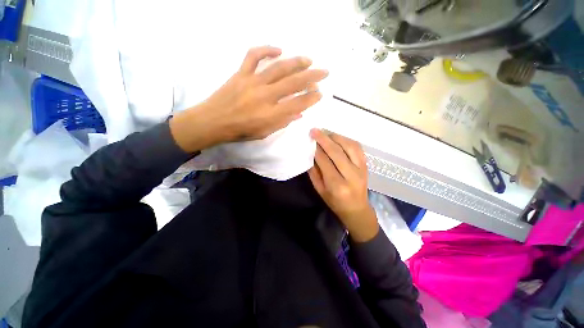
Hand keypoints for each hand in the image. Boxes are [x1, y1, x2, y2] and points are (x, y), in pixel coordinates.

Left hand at [170, 46, 328, 152]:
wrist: (213, 121)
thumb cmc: (240, 131)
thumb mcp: (264, 133)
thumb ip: (282, 122)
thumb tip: (298, 113)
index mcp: (271, 114)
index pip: (297, 103)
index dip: (311, 98)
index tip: (320, 93)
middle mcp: (265, 96)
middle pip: (293, 83)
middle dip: (312, 77)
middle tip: (324, 72)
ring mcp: (252, 82)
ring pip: (279, 68)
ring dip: (296, 62)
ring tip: (308, 60)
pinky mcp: (241, 73)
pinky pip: (254, 55)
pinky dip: (267, 49)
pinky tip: (279, 50)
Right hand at [308, 129, 378, 241]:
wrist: (357, 209)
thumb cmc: (335, 202)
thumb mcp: (320, 190)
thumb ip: (314, 172)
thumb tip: (311, 154)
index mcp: (337, 185)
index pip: (325, 162)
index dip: (316, 149)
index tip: (310, 140)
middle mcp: (351, 176)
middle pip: (337, 152)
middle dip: (324, 139)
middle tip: (315, 131)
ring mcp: (361, 169)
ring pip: (349, 147)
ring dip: (336, 137)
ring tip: (326, 134)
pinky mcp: (366, 165)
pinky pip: (358, 148)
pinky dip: (348, 140)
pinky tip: (339, 138)